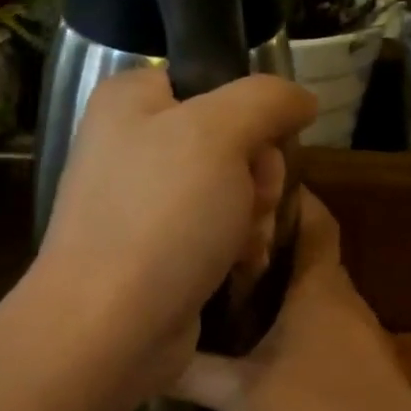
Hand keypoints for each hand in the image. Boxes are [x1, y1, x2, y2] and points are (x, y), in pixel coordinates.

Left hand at [30, 67, 315, 397]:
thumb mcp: (219, 134)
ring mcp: (142, 200)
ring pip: (230, 190)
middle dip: (259, 177)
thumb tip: (301, 100)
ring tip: (247, 246)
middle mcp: (132, 144)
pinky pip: (214, 231)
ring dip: (254, 217)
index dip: (252, 115)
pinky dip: (236, 248)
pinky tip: (240, 268)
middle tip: (256, 204)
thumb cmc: (162, 217)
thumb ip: (266, 99)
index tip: (265, 148)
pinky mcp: (154, 249)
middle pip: (231, 140)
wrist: (109, 328)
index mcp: (132, 100)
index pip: (214, 82)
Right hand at [173, 190, 410, 410]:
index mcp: (319, 285)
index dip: (291, 193)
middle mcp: (342, 293)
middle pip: (311, 247)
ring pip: (316, 283)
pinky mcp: (361, 353)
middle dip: (273, 235)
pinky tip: (265, 329)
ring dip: (284, 274)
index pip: (315, 217)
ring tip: (234, 274)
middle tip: (224, 233)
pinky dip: (296, 307)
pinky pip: (324, 312)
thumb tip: (147, 354)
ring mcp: (356, 325)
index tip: (252, 183)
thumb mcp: (244, 395)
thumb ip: (194, 373)